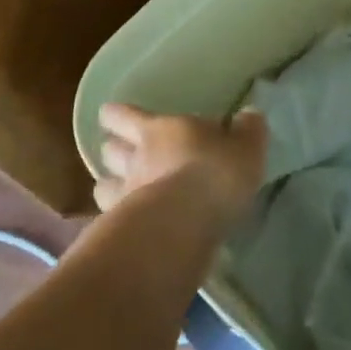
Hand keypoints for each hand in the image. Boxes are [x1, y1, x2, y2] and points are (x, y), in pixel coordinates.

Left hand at [94, 102, 267, 223]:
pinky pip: (111, 222)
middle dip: (112, 148)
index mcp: (159, 130)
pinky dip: (115, 221)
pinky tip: (126, 227)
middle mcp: (135, 159)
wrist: (185, 227)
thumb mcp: (246, 146)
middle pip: (109, 150)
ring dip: (109, 185)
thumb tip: (248, 115)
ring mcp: (123, 198)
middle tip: (118, 150)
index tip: (110, 116)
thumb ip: (247, 129)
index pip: (125, 116)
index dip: (117, 115)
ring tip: (116, 190)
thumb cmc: (215, 173)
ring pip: (103, 186)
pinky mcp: (122, 234)